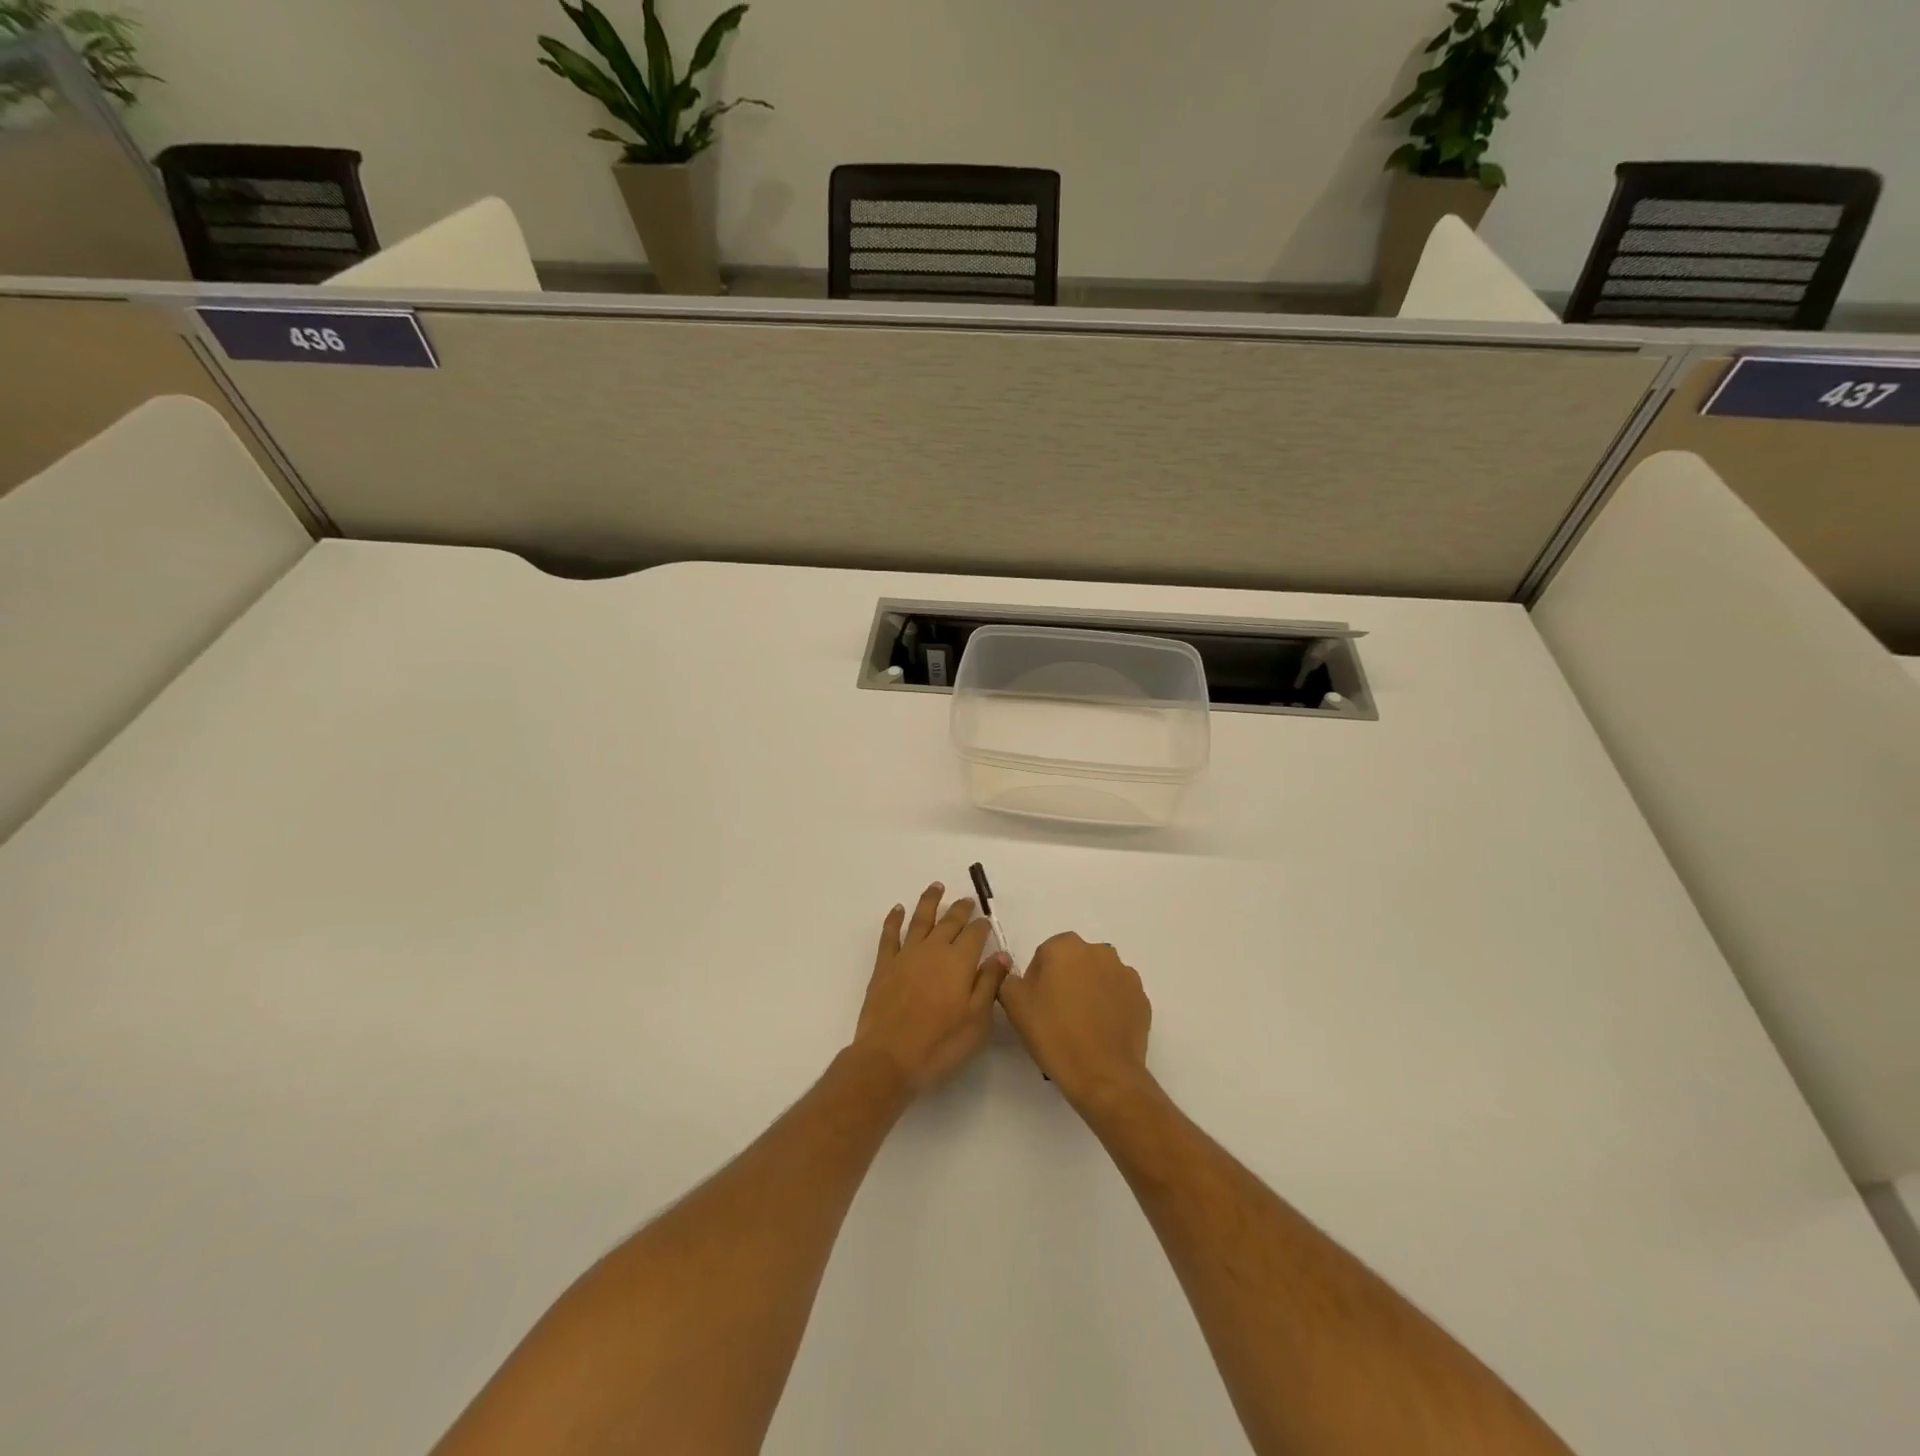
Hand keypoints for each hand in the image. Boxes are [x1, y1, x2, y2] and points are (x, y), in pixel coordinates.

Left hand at [852, 883, 1011, 1094]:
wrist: (889, 1058)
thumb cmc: (940, 1044)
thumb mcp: (976, 1020)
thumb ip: (989, 984)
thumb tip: (1001, 955)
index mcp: (959, 961)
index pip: (975, 935)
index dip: (982, 926)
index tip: (986, 921)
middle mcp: (933, 950)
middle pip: (949, 922)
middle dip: (960, 909)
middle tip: (967, 900)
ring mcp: (906, 955)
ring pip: (920, 919)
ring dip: (929, 901)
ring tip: (936, 886)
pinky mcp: (884, 966)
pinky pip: (889, 935)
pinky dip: (894, 919)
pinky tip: (898, 909)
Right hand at [998, 932, 1151, 1110]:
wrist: (1103, 1074)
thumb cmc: (1054, 1033)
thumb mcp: (1014, 1005)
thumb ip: (1007, 979)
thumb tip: (1013, 974)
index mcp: (1066, 946)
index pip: (1045, 954)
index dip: (1037, 979)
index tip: (1035, 1005)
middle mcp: (1099, 951)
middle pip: (1074, 962)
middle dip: (1065, 981)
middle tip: (1055, 1015)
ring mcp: (1125, 974)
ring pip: (1098, 977)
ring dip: (1089, 991)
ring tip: (1081, 1026)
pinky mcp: (1142, 998)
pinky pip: (1118, 996)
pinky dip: (1110, 1007)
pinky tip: (1100, 1032)